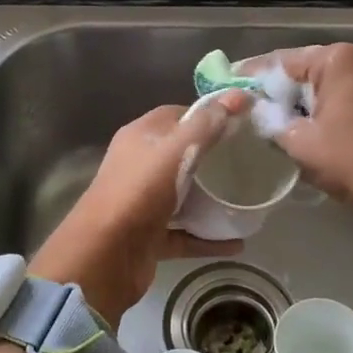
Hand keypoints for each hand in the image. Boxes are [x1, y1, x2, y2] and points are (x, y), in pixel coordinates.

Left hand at [30, 92, 248, 322]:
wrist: (104, 256)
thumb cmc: (139, 192)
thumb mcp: (176, 151)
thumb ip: (207, 125)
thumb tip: (239, 95)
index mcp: (140, 138)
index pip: (177, 116)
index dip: (207, 115)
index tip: (240, 123)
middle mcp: (140, 166)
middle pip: (181, 155)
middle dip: (213, 158)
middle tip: (248, 160)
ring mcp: (144, 203)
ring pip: (183, 195)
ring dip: (212, 199)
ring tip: (247, 198)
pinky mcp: (150, 237)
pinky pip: (186, 233)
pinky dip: (209, 237)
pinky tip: (238, 242)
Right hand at [248, 43, 352, 216]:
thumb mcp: (300, 142)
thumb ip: (270, 121)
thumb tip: (256, 112)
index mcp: (337, 58)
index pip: (282, 61)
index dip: (252, 76)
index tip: (228, 87)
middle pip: (304, 70)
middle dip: (278, 91)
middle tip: (247, 108)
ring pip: (324, 84)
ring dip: (301, 101)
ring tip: (271, 120)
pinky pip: (343, 94)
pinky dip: (323, 107)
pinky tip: (306, 126)